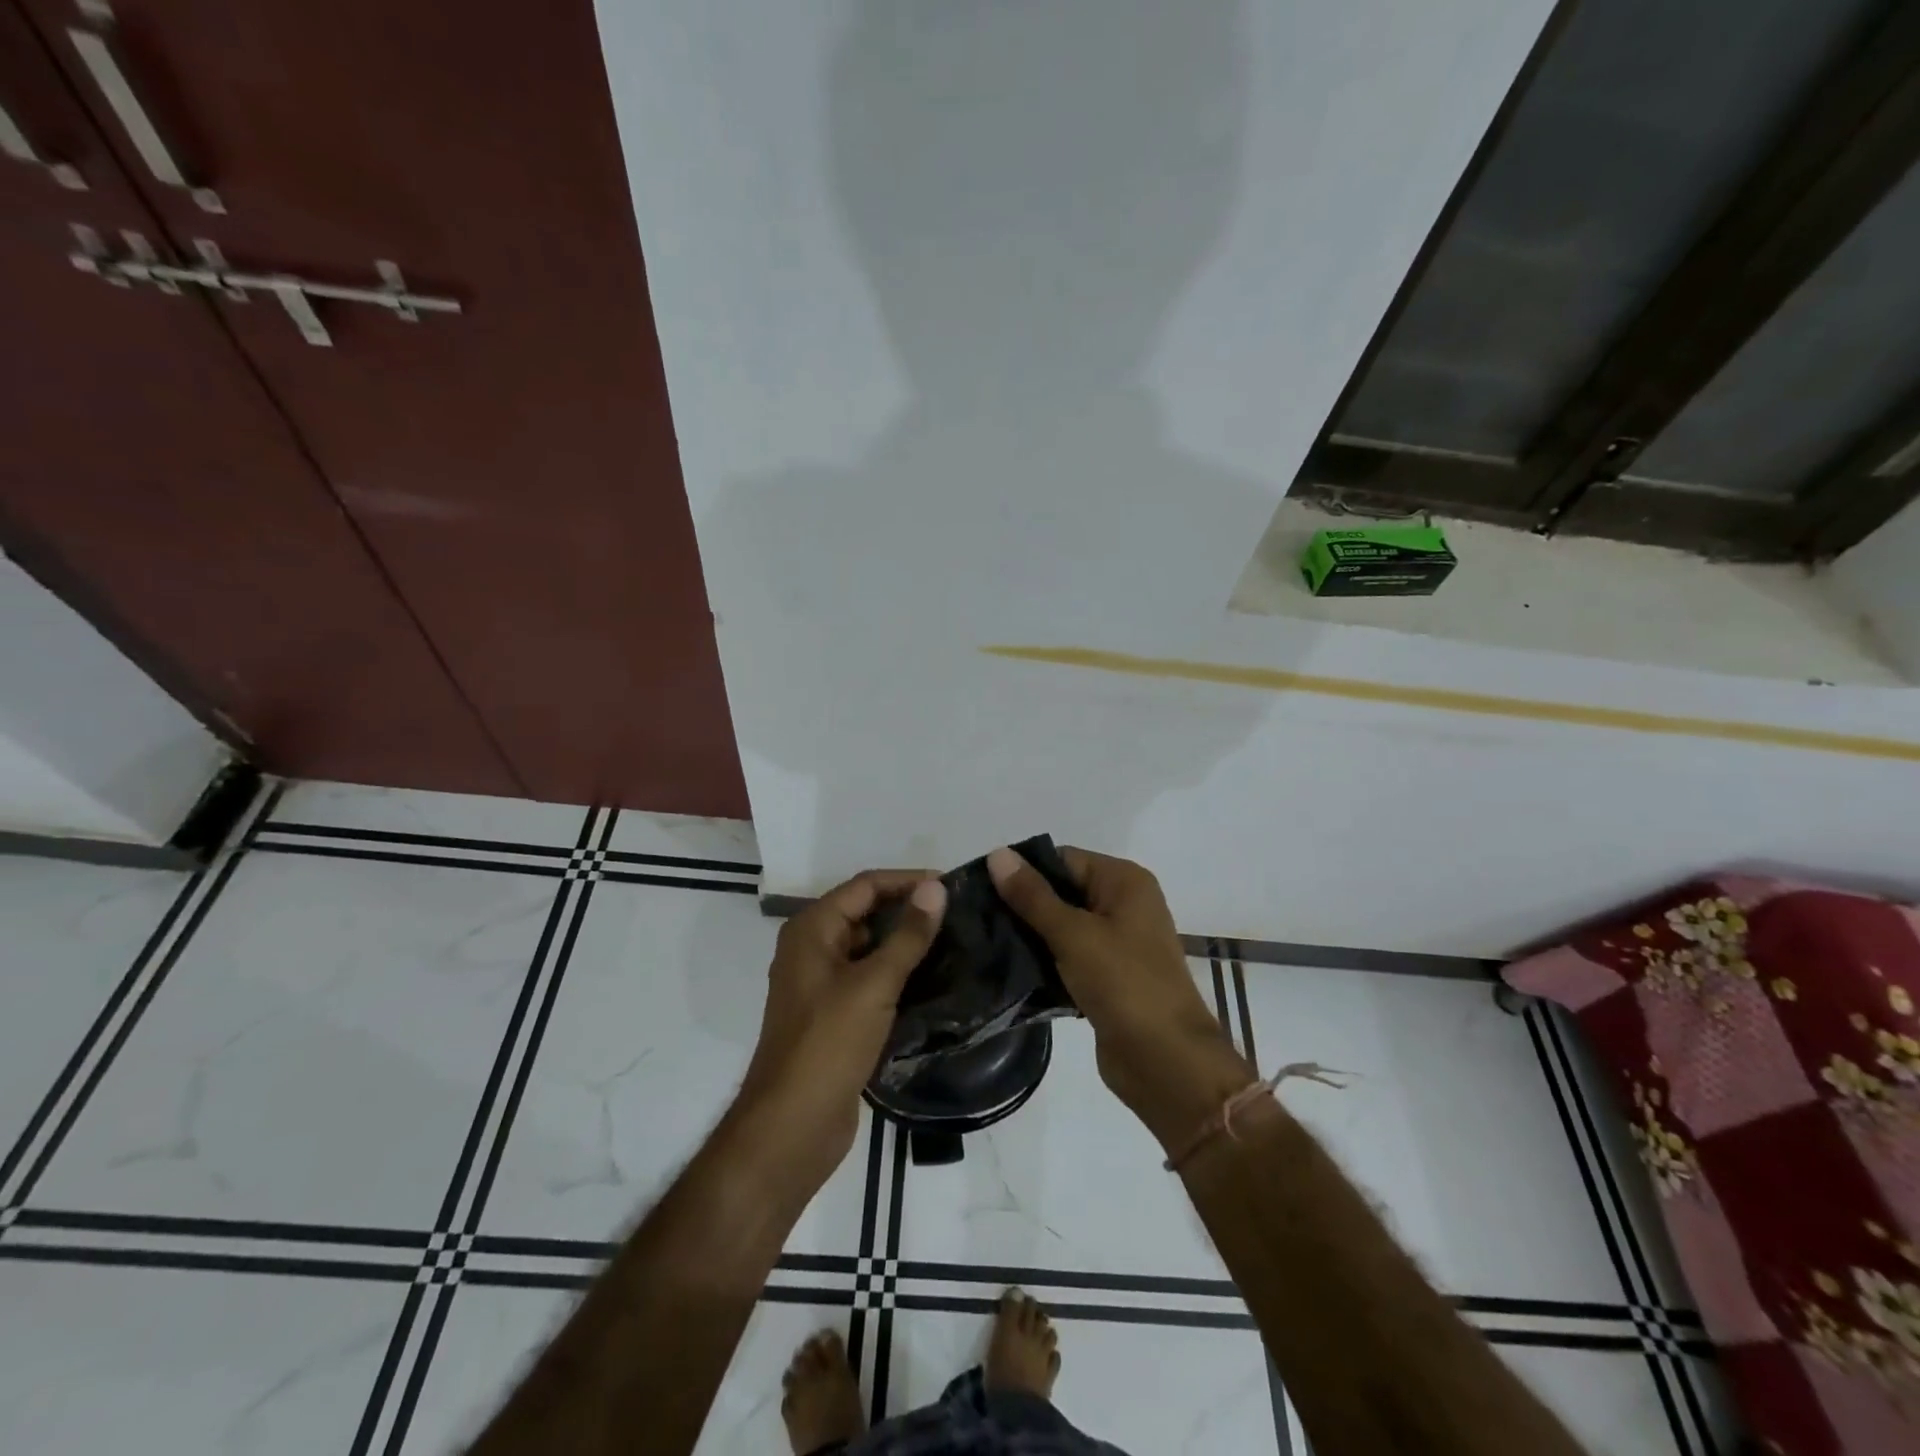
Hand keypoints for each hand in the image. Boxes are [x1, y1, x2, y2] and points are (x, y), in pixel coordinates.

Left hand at [735, 870, 946, 1188]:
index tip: (952, 886)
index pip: (866, 886)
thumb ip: (907, 935)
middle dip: (909, 910)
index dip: (908, 881)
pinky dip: (897, 974)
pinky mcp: (834, 1015)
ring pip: (869, 948)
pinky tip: (933, 981)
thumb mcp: (874, 984)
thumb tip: (936, 888)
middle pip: (866, 913)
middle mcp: (812, 948)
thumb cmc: (829, 1044)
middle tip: (958, 915)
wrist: (792, 1126)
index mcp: (812, 930)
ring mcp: (821, 984)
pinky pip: (869, 979)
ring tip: (954, 943)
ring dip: (905, 944)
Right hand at [987, 846, 1251, 1149]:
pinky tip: (1007, 971)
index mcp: (1124, 881)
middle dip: (1022, 906)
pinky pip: (1068, 959)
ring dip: (1029, 937)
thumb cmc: (1124, 984)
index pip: (1063, 860)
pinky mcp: (1108, 978)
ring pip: (1062, 928)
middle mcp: (1124, 905)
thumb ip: (1032, 896)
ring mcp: (1118, 944)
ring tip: (982, 943)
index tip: (979, 888)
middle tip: (974, 918)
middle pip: (1062, 892)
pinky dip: (1044, 963)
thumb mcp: (1073, 934)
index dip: (1023, 871)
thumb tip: (997, 854)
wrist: (1166, 1062)